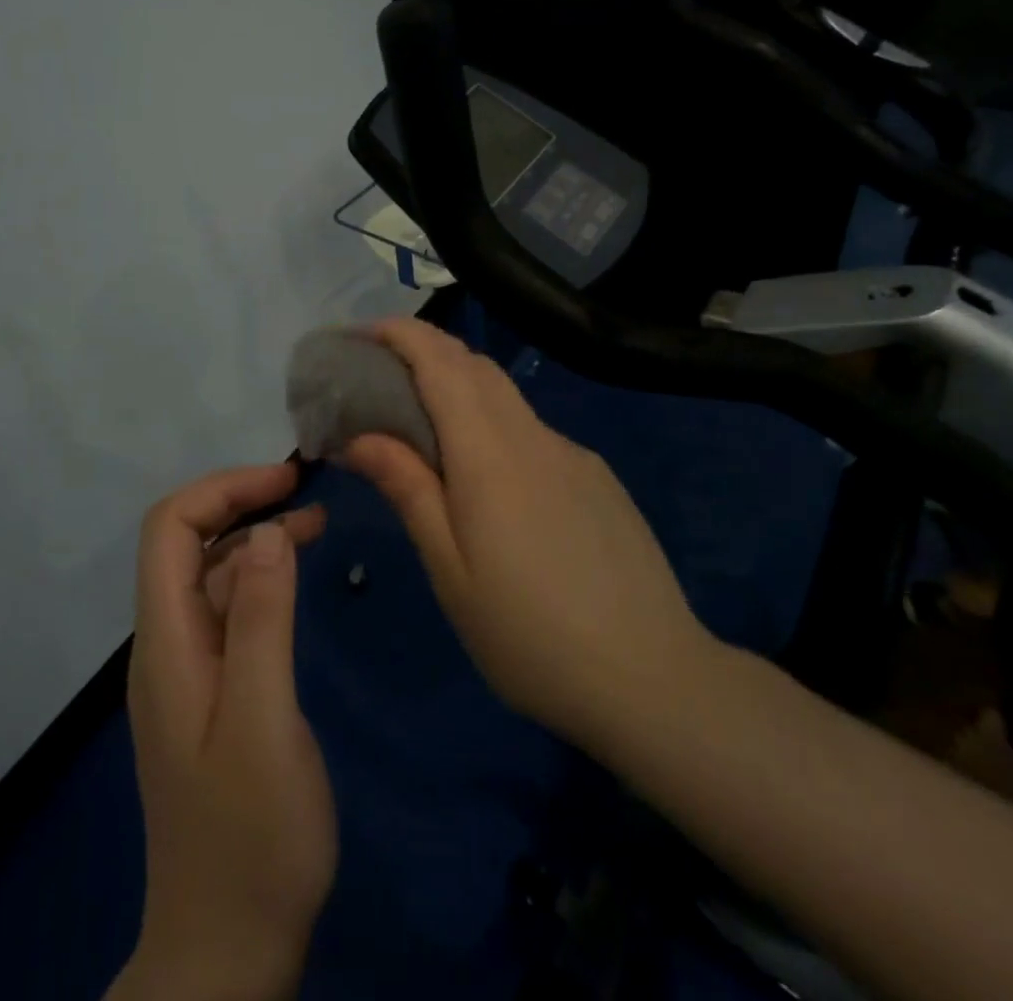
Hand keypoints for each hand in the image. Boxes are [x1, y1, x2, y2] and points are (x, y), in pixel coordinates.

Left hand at [113, 464, 335, 1000]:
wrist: (227, 948)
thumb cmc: (251, 837)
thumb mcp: (264, 721)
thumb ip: (261, 621)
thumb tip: (265, 532)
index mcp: (167, 644)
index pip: (170, 530)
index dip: (222, 490)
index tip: (285, 481)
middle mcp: (167, 645)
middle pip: (187, 544)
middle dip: (241, 503)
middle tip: (307, 493)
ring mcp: (188, 670)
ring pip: (211, 575)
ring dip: (256, 538)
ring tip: (317, 524)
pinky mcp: (212, 692)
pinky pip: (228, 612)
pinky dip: (261, 579)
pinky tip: (296, 579)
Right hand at [340, 320, 718, 752]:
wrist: (653, 678)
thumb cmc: (530, 636)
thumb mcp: (451, 570)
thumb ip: (408, 489)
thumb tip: (359, 435)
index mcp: (491, 455)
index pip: (441, 362)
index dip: (399, 334)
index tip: (359, 334)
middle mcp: (534, 437)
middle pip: (474, 366)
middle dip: (423, 351)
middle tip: (377, 376)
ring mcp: (573, 454)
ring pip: (505, 396)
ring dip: (457, 387)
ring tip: (420, 422)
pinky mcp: (596, 477)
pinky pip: (532, 430)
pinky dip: (493, 425)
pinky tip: (486, 477)